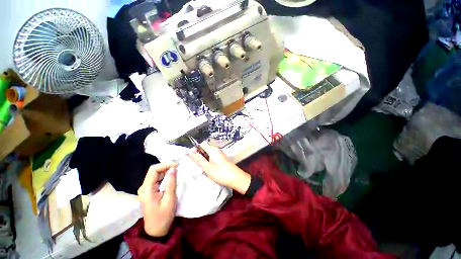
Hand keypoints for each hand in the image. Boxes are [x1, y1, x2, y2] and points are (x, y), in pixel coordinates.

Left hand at [137, 163, 176, 236]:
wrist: (156, 230)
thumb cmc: (163, 216)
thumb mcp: (169, 199)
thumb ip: (171, 182)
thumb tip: (173, 168)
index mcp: (146, 189)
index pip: (154, 170)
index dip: (165, 165)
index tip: (176, 165)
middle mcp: (144, 187)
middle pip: (154, 171)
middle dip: (166, 167)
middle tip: (178, 167)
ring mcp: (146, 189)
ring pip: (156, 174)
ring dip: (166, 171)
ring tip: (177, 171)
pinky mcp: (150, 191)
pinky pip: (157, 179)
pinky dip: (165, 176)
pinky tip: (172, 177)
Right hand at [188, 143, 250, 194]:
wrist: (236, 178)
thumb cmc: (222, 173)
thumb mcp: (208, 168)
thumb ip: (199, 160)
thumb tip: (190, 153)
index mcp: (213, 150)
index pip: (201, 144)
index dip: (195, 149)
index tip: (190, 157)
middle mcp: (216, 150)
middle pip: (204, 148)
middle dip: (199, 155)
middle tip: (196, 164)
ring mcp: (220, 154)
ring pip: (208, 153)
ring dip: (203, 158)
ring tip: (202, 167)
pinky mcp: (221, 159)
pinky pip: (212, 157)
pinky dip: (208, 161)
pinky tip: (208, 168)